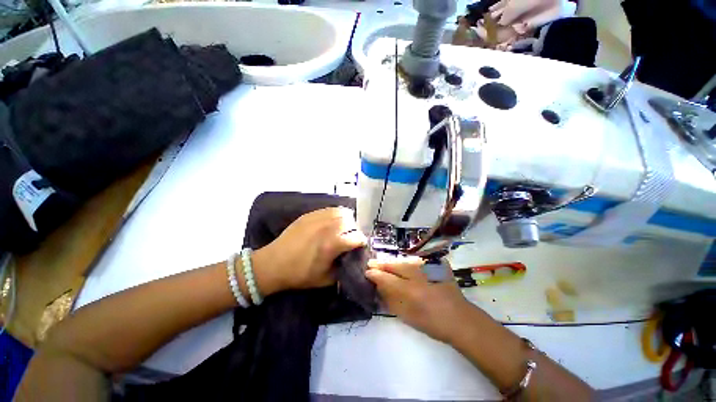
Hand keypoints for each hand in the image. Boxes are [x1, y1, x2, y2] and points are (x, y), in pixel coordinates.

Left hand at [253, 207, 366, 294]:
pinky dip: (335, 214)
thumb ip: (343, 268)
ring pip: (341, 212)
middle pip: (350, 222)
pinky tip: (332, 222)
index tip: (360, 245)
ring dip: (346, 219)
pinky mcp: (309, 215)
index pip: (356, 237)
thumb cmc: (300, 275)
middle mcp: (327, 228)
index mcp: (332, 245)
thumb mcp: (326, 279)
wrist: (273, 264)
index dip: (361, 241)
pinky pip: (328, 210)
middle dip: (354, 229)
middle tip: (351, 236)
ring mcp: (317, 219)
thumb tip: (351, 259)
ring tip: (343, 227)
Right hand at [365, 257, 471, 343]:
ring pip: (406, 261)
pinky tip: (404, 265)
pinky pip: (418, 261)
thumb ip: (391, 300)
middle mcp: (419, 276)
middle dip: (382, 264)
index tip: (367, 271)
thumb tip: (379, 286)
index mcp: (411, 291)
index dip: (375, 274)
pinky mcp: (438, 265)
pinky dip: (409, 263)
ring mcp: (430, 268)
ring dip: (394, 262)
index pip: (387, 278)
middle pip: (395, 265)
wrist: (460, 319)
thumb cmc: (432, 323)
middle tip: (372, 263)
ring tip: (385, 264)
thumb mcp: (407, 316)